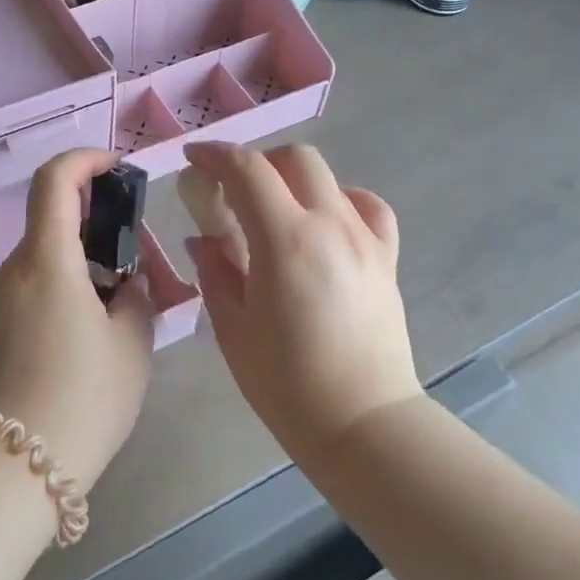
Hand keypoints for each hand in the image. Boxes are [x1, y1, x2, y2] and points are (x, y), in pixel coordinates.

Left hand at [0, 149, 155, 490]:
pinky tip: (82, 336)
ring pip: (41, 260)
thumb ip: (135, 297)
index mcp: (46, 259)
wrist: (12, 470)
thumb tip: (125, 282)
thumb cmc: (83, 397)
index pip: (54, 179)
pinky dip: (58, 290)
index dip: (85, 160)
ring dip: (77, 264)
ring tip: (114, 307)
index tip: (115, 168)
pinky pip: (27, 290)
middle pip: (50, 222)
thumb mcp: (132, 344)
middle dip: (93, 225)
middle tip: (132, 256)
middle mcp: (10, 269)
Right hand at [181, 142, 421, 459]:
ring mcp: (364, 238)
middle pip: (294, 158)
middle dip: (257, 162)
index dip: (215, 155)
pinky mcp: (387, 258)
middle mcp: (329, 225)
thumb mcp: (232, 328)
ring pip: (329, 177)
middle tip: (234, 190)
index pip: (247, 170)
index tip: (193, 159)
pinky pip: (368, 207)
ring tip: (276, 210)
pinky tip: (326, 223)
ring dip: (294, 179)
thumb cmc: (287, 384)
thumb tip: (203, 238)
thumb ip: (215, 271)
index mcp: (285, 240)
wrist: (363, 424)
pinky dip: (342, 201)